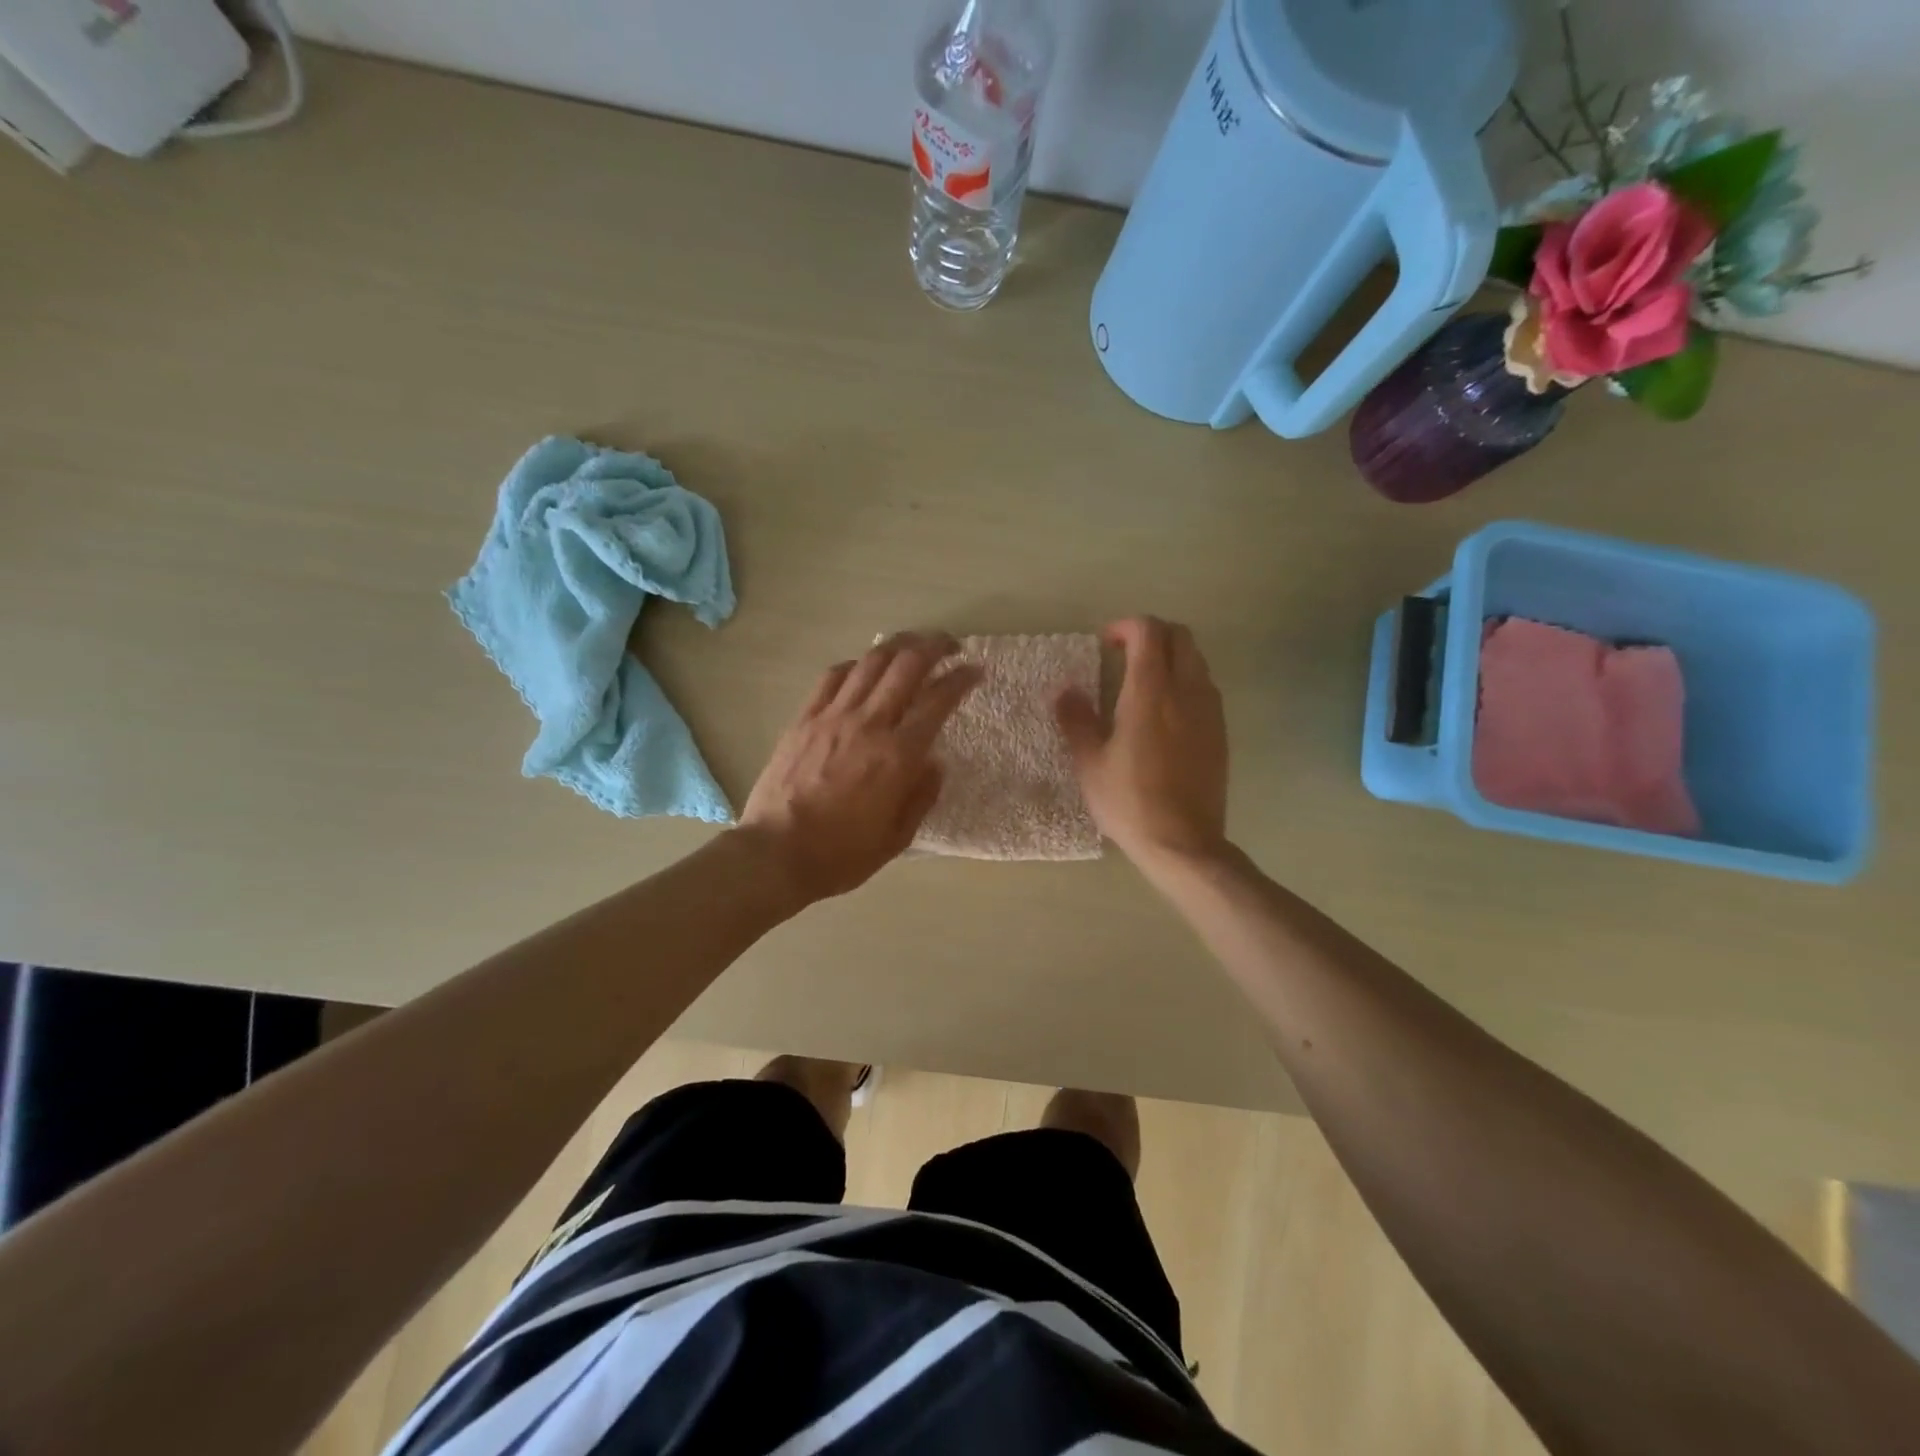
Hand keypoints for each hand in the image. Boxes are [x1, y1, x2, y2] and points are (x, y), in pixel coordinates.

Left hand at [738, 633, 980, 904]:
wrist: (775, 853)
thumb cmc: (841, 854)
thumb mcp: (897, 837)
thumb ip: (922, 796)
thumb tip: (935, 762)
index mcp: (898, 756)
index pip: (939, 701)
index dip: (962, 679)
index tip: (976, 670)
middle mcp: (869, 724)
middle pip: (907, 666)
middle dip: (934, 646)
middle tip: (950, 646)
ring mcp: (833, 716)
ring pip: (871, 662)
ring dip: (898, 645)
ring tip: (913, 643)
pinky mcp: (805, 718)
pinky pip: (833, 676)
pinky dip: (856, 664)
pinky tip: (864, 667)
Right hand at [1055, 617, 1228, 870]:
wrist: (1184, 842)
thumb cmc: (1129, 802)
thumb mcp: (1090, 764)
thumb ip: (1077, 720)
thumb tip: (1066, 692)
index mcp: (1150, 692)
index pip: (1148, 632)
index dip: (1126, 626)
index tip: (1105, 643)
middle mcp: (1186, 691)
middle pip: (1180, 636)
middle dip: (1152, 634)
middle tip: (1124, 654)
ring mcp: (1209, 711)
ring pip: (1197, 660)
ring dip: (1171, 656)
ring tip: (1143, 681)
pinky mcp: (1220, 732)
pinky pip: (1205, 687)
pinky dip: (1185, 681)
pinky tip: (1165, 712)